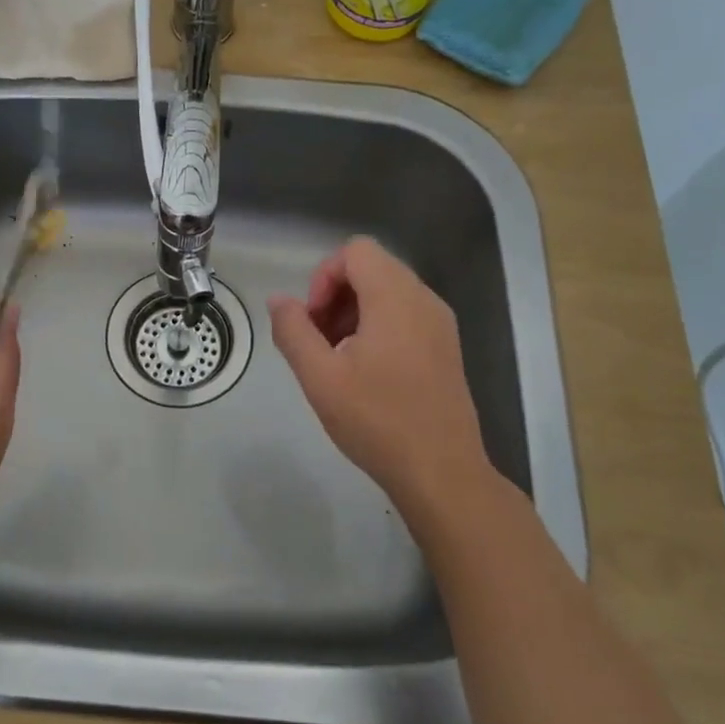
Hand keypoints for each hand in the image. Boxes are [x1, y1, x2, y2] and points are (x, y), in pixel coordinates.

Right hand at [268, 237, 506, 535]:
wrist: (442, 472)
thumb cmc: (377, 421)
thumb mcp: (320, 377)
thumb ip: (293, 330)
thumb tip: (278, 300)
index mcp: (395, 298)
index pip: (355, 251)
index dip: (323, 277)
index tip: (312, 321)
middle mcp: (424, 300)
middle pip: (372, 268)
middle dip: (336, 295)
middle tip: (319, 341)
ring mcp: (440, 323)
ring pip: (389, 291)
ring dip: (354, 311)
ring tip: (338, 358)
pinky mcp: (446, 347)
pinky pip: (406, 314)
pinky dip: (378, 326)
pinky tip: (366, 371)